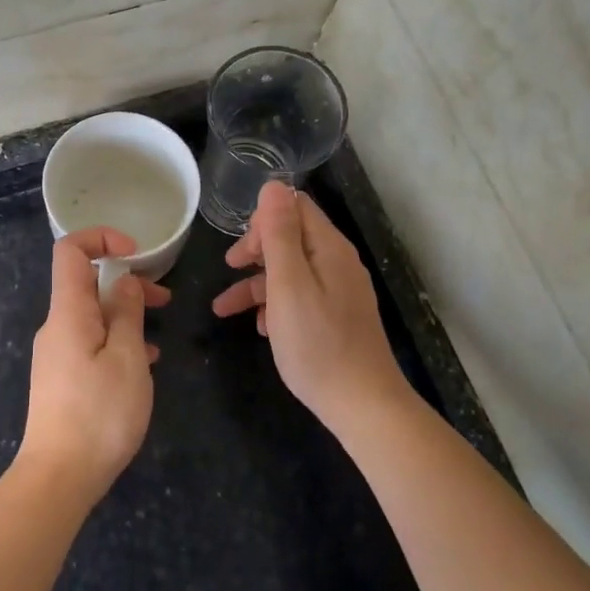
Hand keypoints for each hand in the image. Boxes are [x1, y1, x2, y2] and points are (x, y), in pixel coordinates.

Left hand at [20, 228, 170, 502]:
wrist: (58, 478)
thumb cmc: (99, 413)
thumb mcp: (127, 358)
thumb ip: (127, 313)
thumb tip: (125, 280)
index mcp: (68, 312)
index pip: (70, 250)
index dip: (101, 238)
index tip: (136, 253)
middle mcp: (56, 326)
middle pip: (86, 284)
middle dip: (125, 282)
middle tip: (164, 299)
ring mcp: (56, 354)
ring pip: (92, 317)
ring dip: (125, 316)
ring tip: (159, 337)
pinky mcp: (61, 379)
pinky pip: (90, 344)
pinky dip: (116, 342)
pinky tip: (143, 365)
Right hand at [212, 182, 404, 430]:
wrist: (363, 406)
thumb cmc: (317, 344)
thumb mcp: (288, 285)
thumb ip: (279, 234)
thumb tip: (273, 185)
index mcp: (329, 249)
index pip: (295, 208)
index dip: (262, 220)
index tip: (240, 250)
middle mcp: (338, 263)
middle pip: (292, 238)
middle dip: (256, 251)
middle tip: (229, 270)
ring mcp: (341, 292)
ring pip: (292, 272)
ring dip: (257, 284)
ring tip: (226, 310)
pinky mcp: (338, 318)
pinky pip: (302, 298)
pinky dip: (277, 306)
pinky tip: (263, 329)